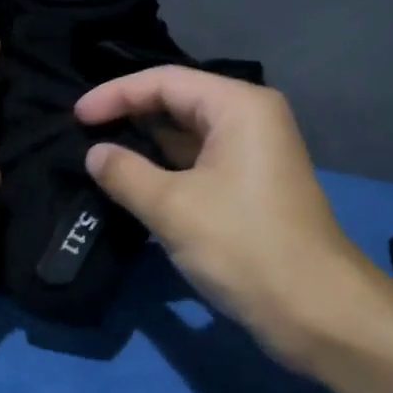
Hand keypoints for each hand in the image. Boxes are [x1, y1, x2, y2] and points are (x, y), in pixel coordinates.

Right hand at [75, 66, 382, 368]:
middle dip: (130, 115)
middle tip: (83, 133)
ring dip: (146, 145)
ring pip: (188, 135)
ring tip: (99, 154)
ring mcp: (253, 153)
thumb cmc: (243, 246)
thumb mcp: (172, 207)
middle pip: (178, 101)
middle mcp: (250, 118)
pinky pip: (199, 162)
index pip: (164, 81)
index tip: (76, 116)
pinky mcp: (251, 186)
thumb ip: (125, 173)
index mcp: (238, 106)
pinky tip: (133, 182)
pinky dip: (166, 168)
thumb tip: (95, 154)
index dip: (115, 94)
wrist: (316, 311)